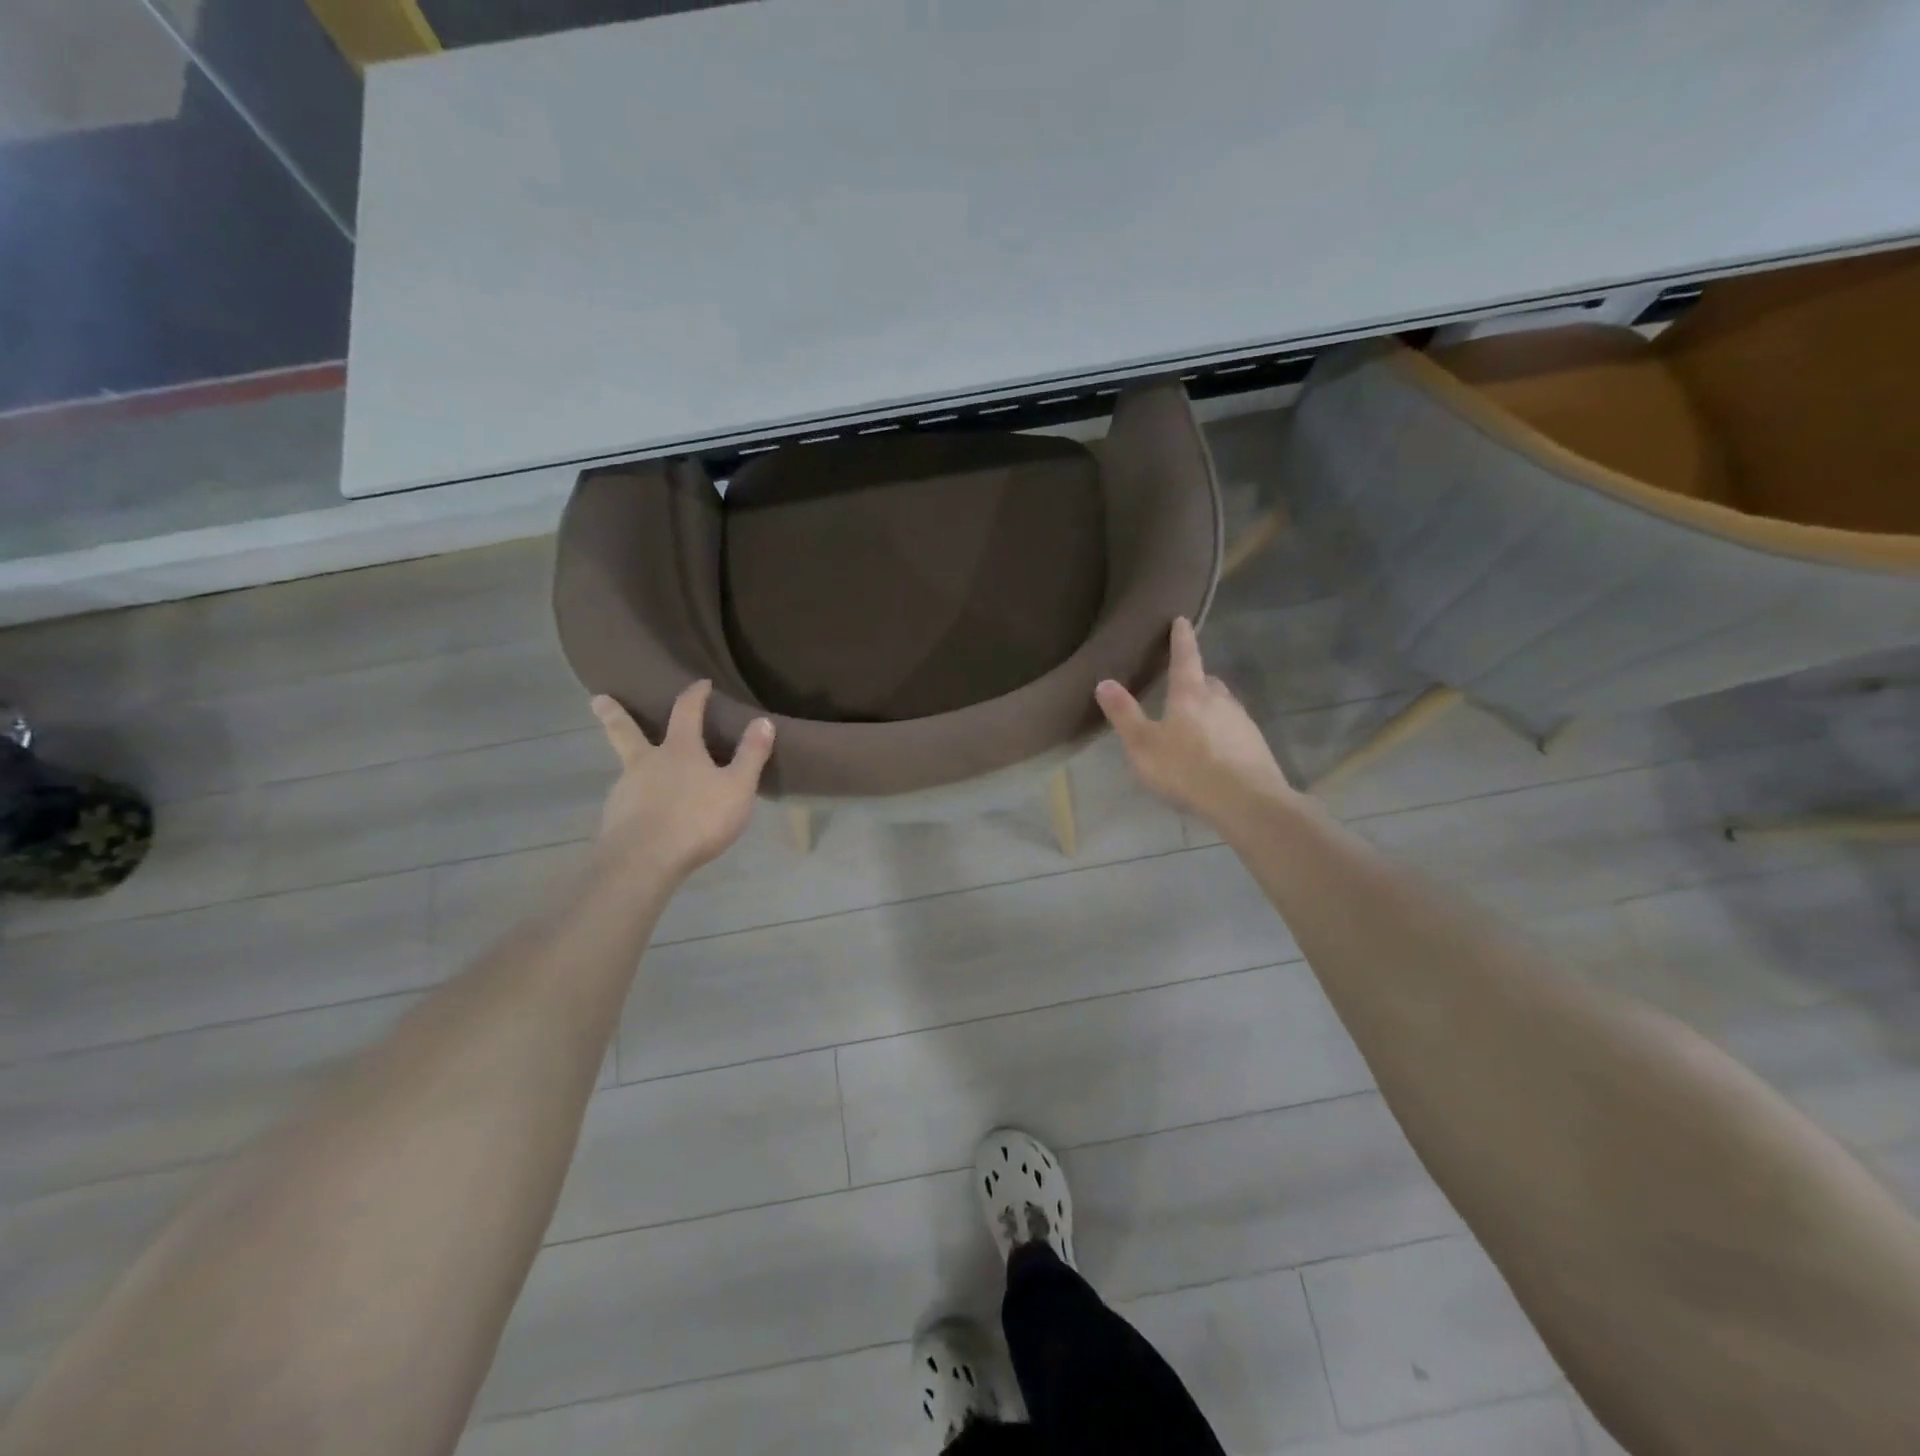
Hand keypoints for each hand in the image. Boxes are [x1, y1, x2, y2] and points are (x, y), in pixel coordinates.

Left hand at [589, 682, 773, 882]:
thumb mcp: (737, 788)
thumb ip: (751, 755)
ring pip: (628, 769)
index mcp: (678, 750)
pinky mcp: (615, 818)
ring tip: (642, 773)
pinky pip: (628, 801)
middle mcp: (646, 763)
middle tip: (597, 699)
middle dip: (614, 714)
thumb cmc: (698, 819)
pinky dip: (636, 800)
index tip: (700, 683)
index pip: (686, 711)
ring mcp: (625, 790)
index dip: (695, 694)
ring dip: (633, 764)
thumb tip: (763, 721)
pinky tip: (644, 813)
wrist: (645, 862)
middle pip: (626, 732)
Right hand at [1096, 618, 1294, 828]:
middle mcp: (1220, 700)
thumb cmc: (1187, 768)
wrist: (1247, 801)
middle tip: (1181, 685)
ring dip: (1209, 708)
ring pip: (1223, 705)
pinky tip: (1214, 752)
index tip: (1182, 619)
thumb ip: (1124, 714)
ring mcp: (1242, 721)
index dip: (1181, 638)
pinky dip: (1222, 732)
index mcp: (1190, 694)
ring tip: (1195, 723)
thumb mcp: (1143, 745)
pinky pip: (1234, 729)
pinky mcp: (1255, 744)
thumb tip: (1104, 681)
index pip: (1185, 657)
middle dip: (1195, 679)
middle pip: (1207, 681)